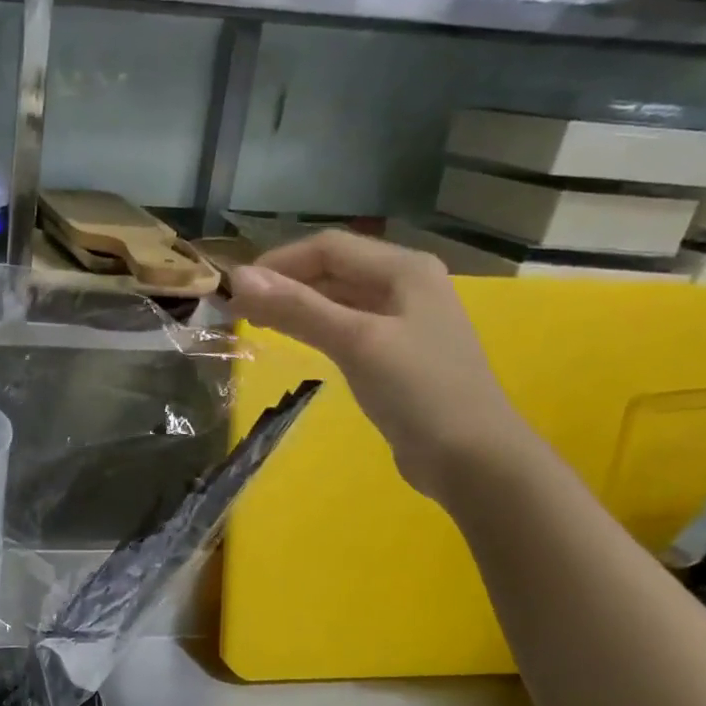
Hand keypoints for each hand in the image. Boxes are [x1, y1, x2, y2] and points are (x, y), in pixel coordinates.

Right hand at [228, 230, 533, 500]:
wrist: (471, 457)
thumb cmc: (418, 391)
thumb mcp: (355, 342)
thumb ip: (298, 308)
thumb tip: (240, 279)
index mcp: (404, 269)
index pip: (328, 248)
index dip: (278, 263)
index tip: (235, 290)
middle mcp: (405, 284)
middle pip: (334, 270)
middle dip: (284, 284)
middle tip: (237, 310)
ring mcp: (403, 320)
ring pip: (338, 299)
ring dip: (297, 306)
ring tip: (256, 323)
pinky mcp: (396, 353)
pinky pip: (346, 327)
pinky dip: (315, 328)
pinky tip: (294, 341)